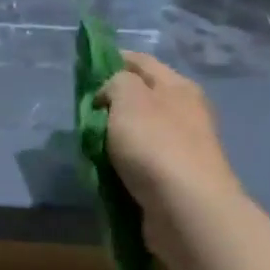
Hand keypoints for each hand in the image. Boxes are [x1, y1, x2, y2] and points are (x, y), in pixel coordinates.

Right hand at [95, 52, 243, 217]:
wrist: (187, 210)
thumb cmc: (155, 144)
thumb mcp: (128, 97)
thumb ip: (115, 82)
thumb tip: (111, 95)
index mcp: (178, 87)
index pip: (141, 61)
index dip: (113, 59)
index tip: (85, 71)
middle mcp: (184, 112)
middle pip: (141, 97)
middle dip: (111, 102)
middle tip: (83, 111)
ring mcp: (182, 147)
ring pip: (139, 131)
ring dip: (114, 136)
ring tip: (88, 143)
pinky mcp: (175, 179)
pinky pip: (140, 162)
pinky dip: (122, 163)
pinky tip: (105, 168)